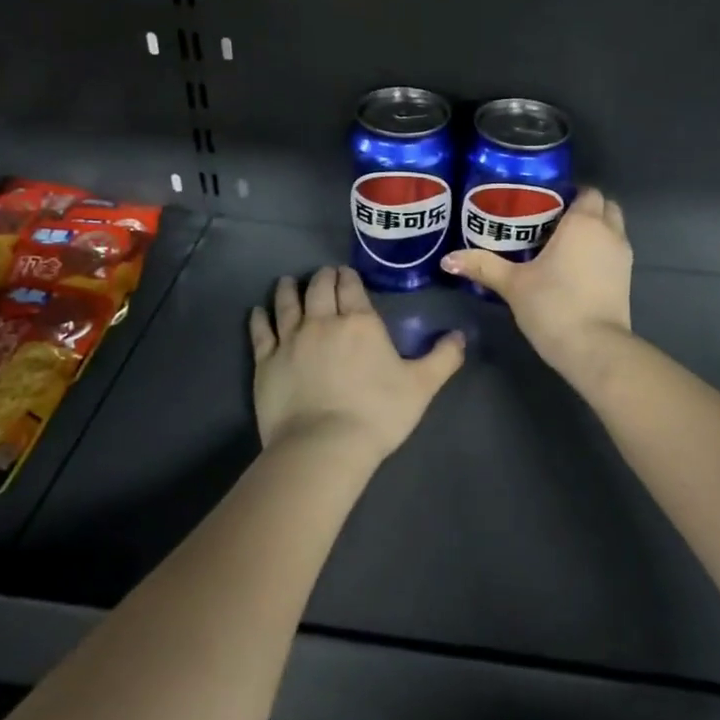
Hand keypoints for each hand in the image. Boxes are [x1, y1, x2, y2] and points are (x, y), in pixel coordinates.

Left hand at [250, 266, 464, 461]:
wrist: (324, 445)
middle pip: (319, 289)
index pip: (350, 287)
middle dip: (323, 278)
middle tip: (324, 275)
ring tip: (289, 281)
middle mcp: (323, 322)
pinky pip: (261, 331)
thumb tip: (461, 335)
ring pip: (287, 303)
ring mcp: (290, 339)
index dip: (348, 277)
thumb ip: (444, 358)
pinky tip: (258, 311)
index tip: (346, 273)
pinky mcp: (265, 361)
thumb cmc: (378, 414)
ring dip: (289, 289)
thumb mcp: (422, 386)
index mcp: (360, 323)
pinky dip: (260, 317)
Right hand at [442, 186, 630, 378]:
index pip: (586, 192)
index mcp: (583, 222)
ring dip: (595, 231)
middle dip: (585, 209)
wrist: (594, 348)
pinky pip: (614, 252)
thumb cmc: (553, 306)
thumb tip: (447, 259)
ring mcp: (623, 256)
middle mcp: (609, 233)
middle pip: (604, 206)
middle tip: (552, 224)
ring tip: (561, 246)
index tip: (544, 206)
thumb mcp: (512, 284)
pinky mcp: (627, 280)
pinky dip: (600, 253)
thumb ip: (483, 266)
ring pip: (613, 230)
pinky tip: (575, 269)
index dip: (569, 194)